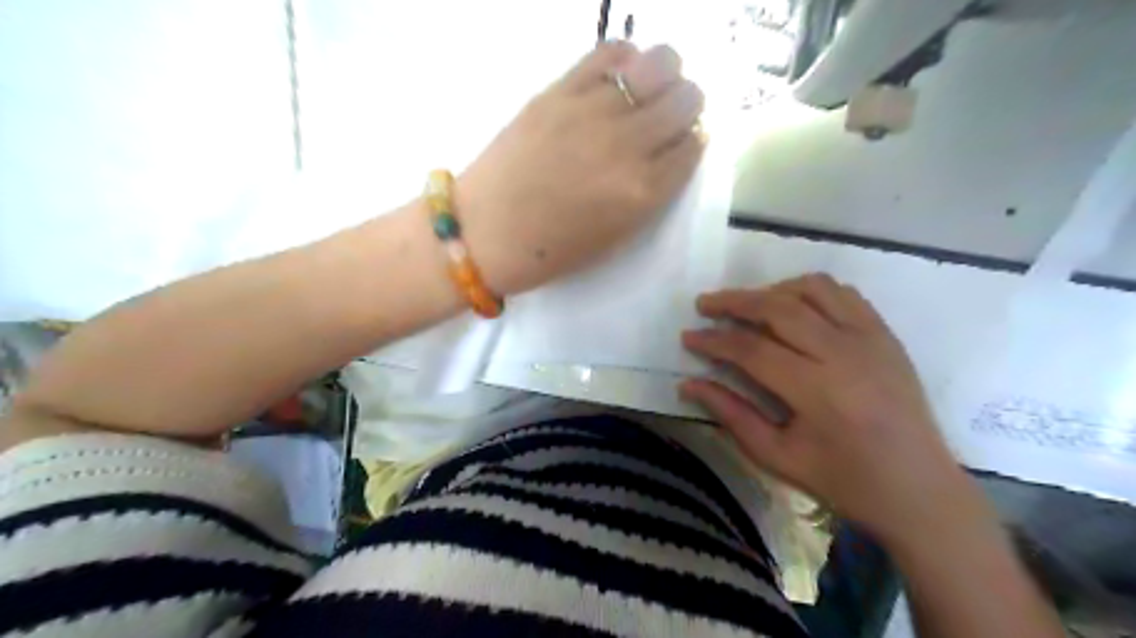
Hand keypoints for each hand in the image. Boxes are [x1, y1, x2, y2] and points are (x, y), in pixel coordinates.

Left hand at [457, 43, 705, 296]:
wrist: (484, 234)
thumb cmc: (552, 250)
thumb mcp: (616, 236)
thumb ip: (651, 193)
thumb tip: (670, 150)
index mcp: (643, 192)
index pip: (693, 146)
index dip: (689, 144)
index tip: (676, 146)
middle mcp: (627, 145)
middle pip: (687, 99)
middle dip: (684, 108)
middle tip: (664, 118)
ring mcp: (592, 112)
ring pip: (660, 63)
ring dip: (663, 77)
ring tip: (645, 91)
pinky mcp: (558, 91)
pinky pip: (609, 52)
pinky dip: (624, 59)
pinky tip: (616, 78)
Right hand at [679, 273, 971, 542]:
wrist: (919, 489)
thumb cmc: (843, 480)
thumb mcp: (777, 456)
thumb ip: (730, 414)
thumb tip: (688, 384)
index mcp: (819, 392)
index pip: (752, 349)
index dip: (714, 340)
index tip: (688, 336)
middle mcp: (846, 354)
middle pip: (779, 308)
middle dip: (734, 301)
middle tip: (705, 304)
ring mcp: (871, 338)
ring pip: (812, 289)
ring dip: (772, 290)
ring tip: (748, 305)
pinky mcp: (886, 335)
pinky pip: (843, 293)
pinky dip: (810, 290)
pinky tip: (792, 306)